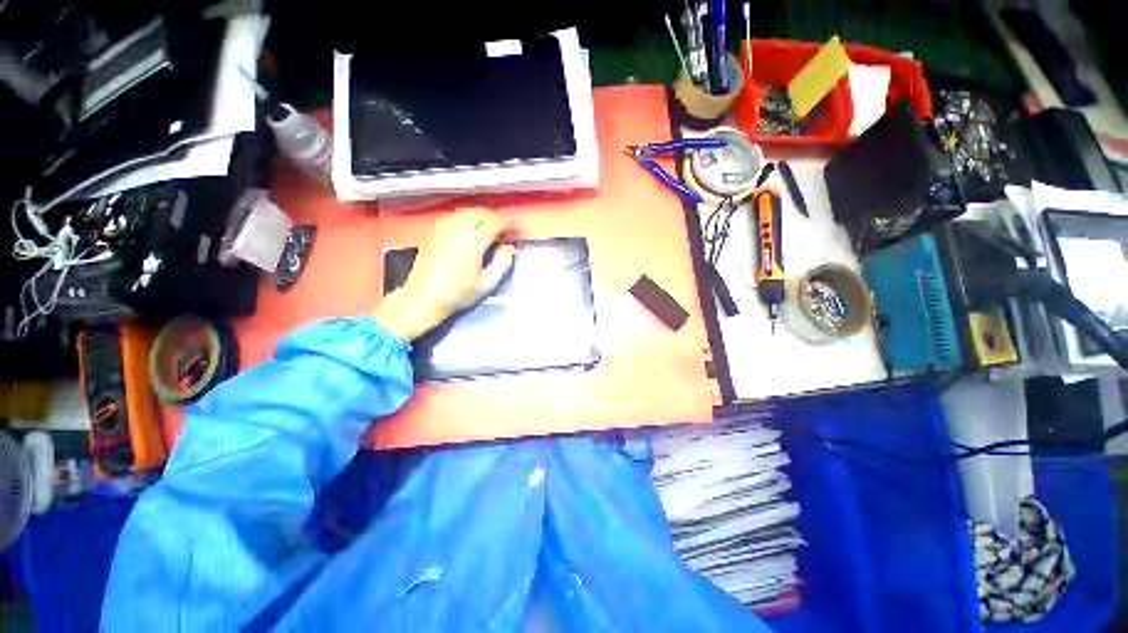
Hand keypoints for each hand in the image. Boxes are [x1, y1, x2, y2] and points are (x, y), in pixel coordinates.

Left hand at [375, 208, 515, 341]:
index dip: (508, 224)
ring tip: (489, 231)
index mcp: (472, 242)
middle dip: (495, 219)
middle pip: (481, 212)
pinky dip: (467, 218)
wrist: (423, 297)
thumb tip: (509, 247)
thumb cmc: (458, 293)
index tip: (515, 232)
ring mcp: (443, 228)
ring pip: (467, 211)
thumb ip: (502, 262)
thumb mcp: (487, 283)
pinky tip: (470, 232)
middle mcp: (457, 229)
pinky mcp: (434, 231)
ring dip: (481, 217)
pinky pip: (455, 216)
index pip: (495, 222)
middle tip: (503, 232)